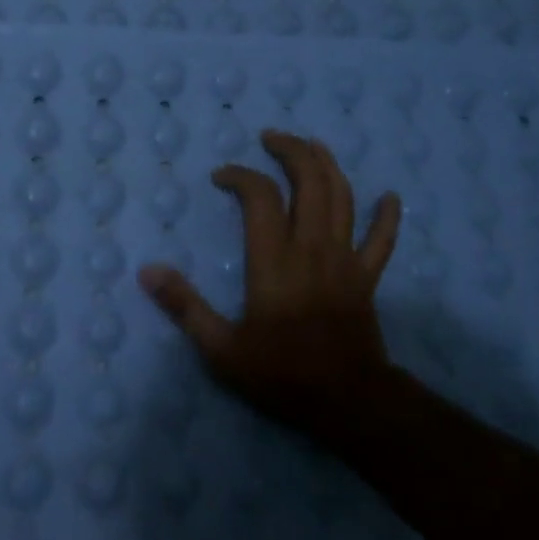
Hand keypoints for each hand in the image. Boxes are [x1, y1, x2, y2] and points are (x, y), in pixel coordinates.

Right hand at [138, 130, 401, 449]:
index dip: (240, 175)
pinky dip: (387, 216)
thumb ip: (185, 307)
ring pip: (343, 198)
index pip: (260, 196)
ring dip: (328, 165)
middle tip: (271, 137)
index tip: (220, 177)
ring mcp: (345, 260)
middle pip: (310, 181)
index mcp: (274, 259)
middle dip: (292, 151)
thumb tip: (147, 271)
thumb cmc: (281, 374)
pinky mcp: (367, 278)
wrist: (349, 402)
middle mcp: (312, 247)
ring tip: (313, 146)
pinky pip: (382, 240)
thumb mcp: (221, 349)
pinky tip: (390, 197)